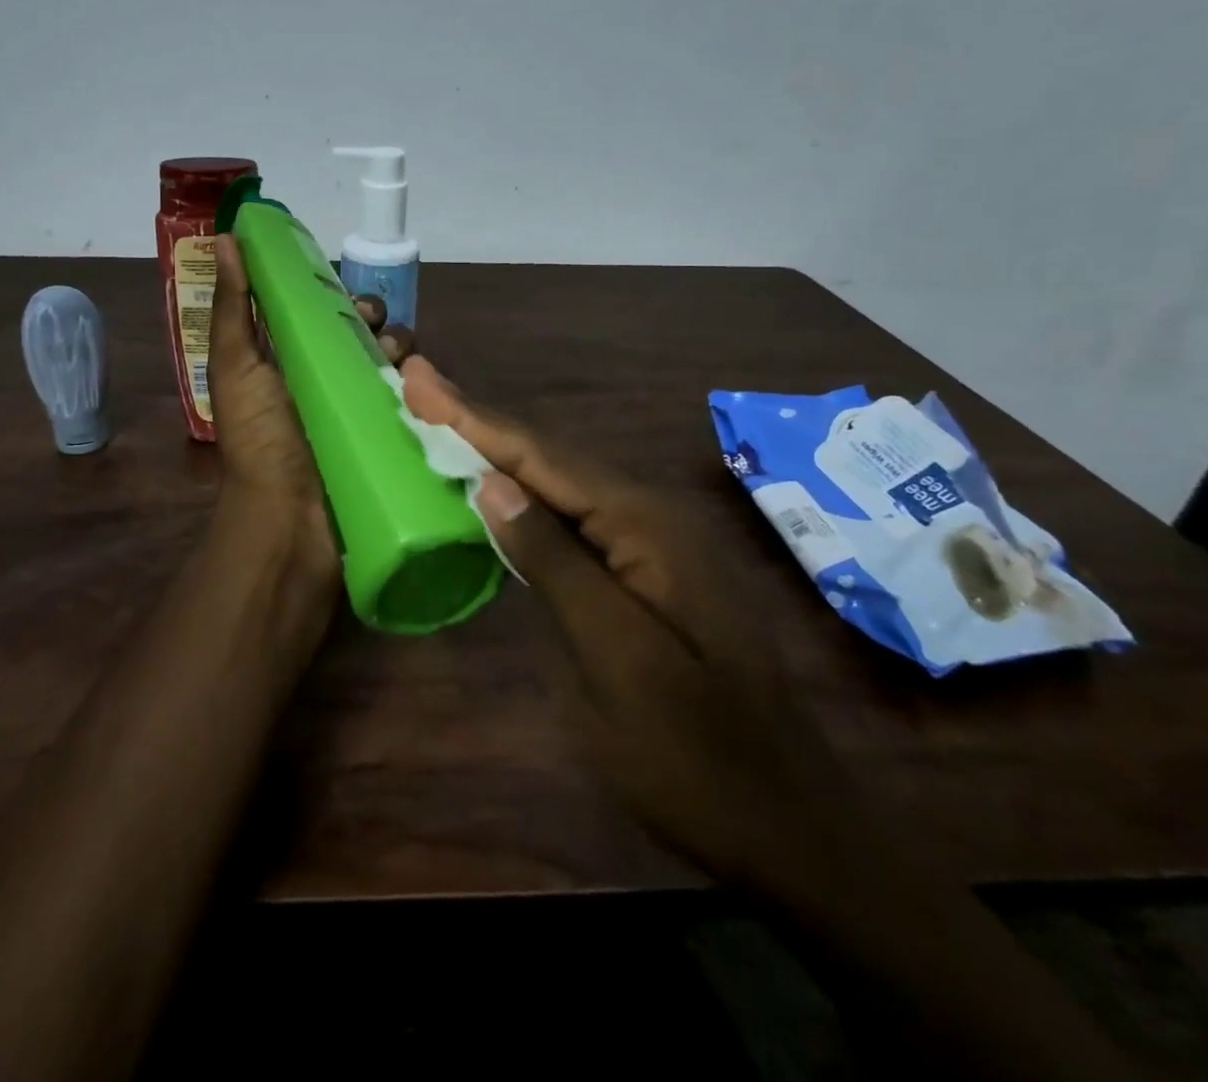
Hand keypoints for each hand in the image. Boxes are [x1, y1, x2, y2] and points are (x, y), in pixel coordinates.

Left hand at [207, 236, 412, 604]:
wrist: (290, 524)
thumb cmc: (260, 441)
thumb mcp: (236, 367)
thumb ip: (233, 305)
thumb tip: (226, 237)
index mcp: (288, 364)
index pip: (318, 316)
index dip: (335, 297)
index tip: (348, 296)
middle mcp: (327, 384)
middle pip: (363, 337)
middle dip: (376, 323)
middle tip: (377, 330)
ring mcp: (361, 414)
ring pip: (394, 366)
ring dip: (403, 354)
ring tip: (400, 364)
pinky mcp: (391, 440)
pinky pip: (415, 403)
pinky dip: (423, 390)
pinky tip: (426, 388)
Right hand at [400, 356, 872, 896]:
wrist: (788, 828)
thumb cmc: (695, 754)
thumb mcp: (615, 660)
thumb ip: (555, 563)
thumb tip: (493, 484)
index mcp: (647, 525)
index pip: (543, 457)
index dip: (473, 418)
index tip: (419, 380)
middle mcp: (654, 515)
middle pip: (551, 457)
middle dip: (481, 421)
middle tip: (421, 387)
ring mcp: (656, 543)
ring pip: (563, 484)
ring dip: (500, 451)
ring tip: (444, 419)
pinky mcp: (647, 572)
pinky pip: (576, 518)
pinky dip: (527, 495)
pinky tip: (499, 486)